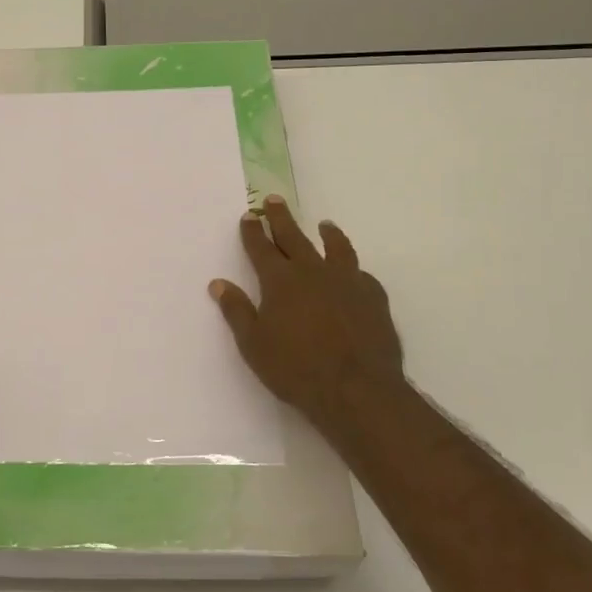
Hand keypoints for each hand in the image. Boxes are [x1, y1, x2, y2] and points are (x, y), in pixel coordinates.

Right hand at [209, 197, 407, 440]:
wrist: (357, 391)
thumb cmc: (296, 369)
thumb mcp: (254, 344)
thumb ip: (236, 311)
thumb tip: (218, 283)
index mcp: (280, 281)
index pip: (261, 248)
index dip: (253, 231)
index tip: (249, 215)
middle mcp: (313, 272)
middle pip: (294, 237)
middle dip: (281, 218)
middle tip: (274, 200)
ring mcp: (347, 282)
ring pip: (336, 248)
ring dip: (328, 234)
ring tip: (325, 224)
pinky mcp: (373, 298)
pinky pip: (362, 275)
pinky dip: (353, 269)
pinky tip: (354, 272)